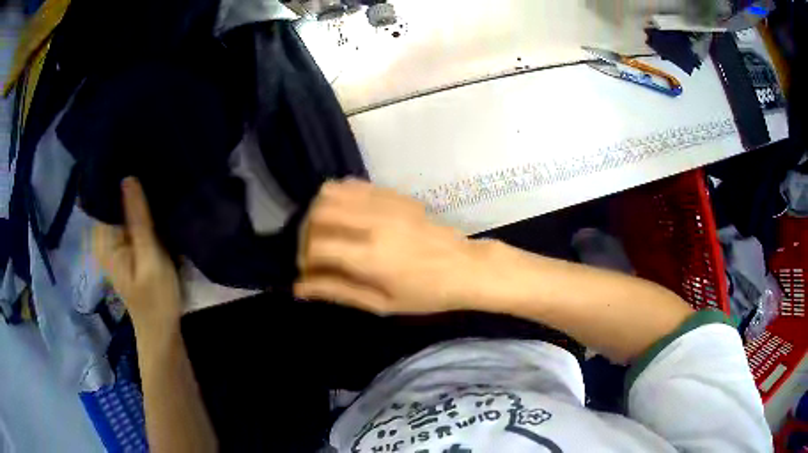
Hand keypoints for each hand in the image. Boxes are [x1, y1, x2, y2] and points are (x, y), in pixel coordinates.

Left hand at [92, 178, 181, 334]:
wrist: (161, 329)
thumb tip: (128, 178)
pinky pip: (130, 219)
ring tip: (154, 175)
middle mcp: (104, 237)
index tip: (135, 156)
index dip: (117, 176)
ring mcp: (114, 242)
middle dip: (129, 185)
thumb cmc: (155, 298)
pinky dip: (140, 210)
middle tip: (151, 163)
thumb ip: (138, 220)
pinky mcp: (126, 246)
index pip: (104, 197)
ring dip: (137, 196)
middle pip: (113, 201)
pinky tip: (153, 201)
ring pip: (123, 209)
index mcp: (103, 240)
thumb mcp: (150, 258)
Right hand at [295, 179, 489, 314]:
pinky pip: (353, 185)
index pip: (316, 245)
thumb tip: (299, 287)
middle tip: (315, 252)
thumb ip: (338, 291)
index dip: (304, 259)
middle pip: (318, 212)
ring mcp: (384, 203)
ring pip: (331, 191)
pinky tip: (345, 217)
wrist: (465, 267)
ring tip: (327, 233)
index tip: (309, 271)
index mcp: (371, 256)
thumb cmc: (426, 294)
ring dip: (319, 212)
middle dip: (306, 233)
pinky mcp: (393, 194)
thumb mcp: (381, 304)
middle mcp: (373, 222)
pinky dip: (339, 198)